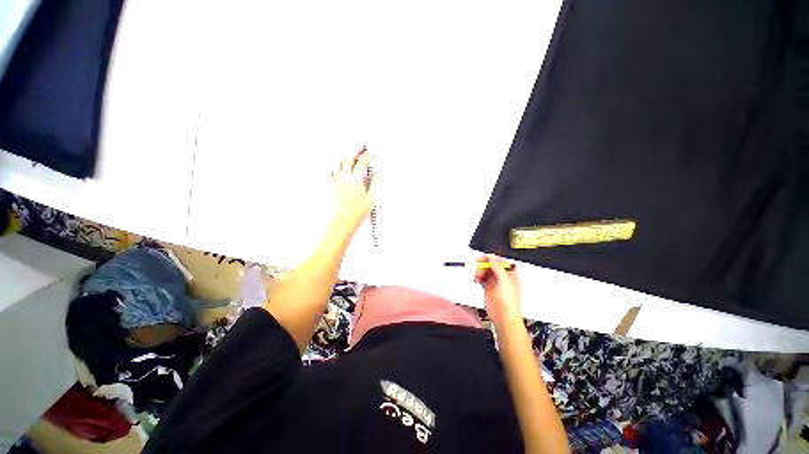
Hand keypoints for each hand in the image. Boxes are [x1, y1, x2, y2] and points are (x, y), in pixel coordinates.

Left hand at [330, 148, 375, 233]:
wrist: (341, 222)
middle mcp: (344, 177)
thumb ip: (375, 184)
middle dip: (354, 151)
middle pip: (348, 157)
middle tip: (359, 148)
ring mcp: (335, 180)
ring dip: (344, 158)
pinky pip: (328, 172)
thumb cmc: (356, 213)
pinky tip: (335, 168)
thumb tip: (377, 175)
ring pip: (337, 163)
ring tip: (348, 156)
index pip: (362, 162)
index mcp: (356, 179)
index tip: (369, 154)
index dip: (367, 156)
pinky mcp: (328, 186)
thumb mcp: (371, 199)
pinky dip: (333, 167)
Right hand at [473, 254, 520, 324]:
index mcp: (509, 273)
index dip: (490, 258)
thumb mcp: (504, 280)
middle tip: (477, 265)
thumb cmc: (509, 302)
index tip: (482, 258)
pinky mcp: (487, 287)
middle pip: (490, 265)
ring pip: (484, 271)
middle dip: (483, 265)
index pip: (499, 261)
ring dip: (479, 271)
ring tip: (476, 275)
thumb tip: (492, 257)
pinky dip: (477, 277)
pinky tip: (476, 279)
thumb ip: (497, 267)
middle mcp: (502, 276)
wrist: (503, 316)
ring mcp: (494, 281)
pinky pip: (481, 278)